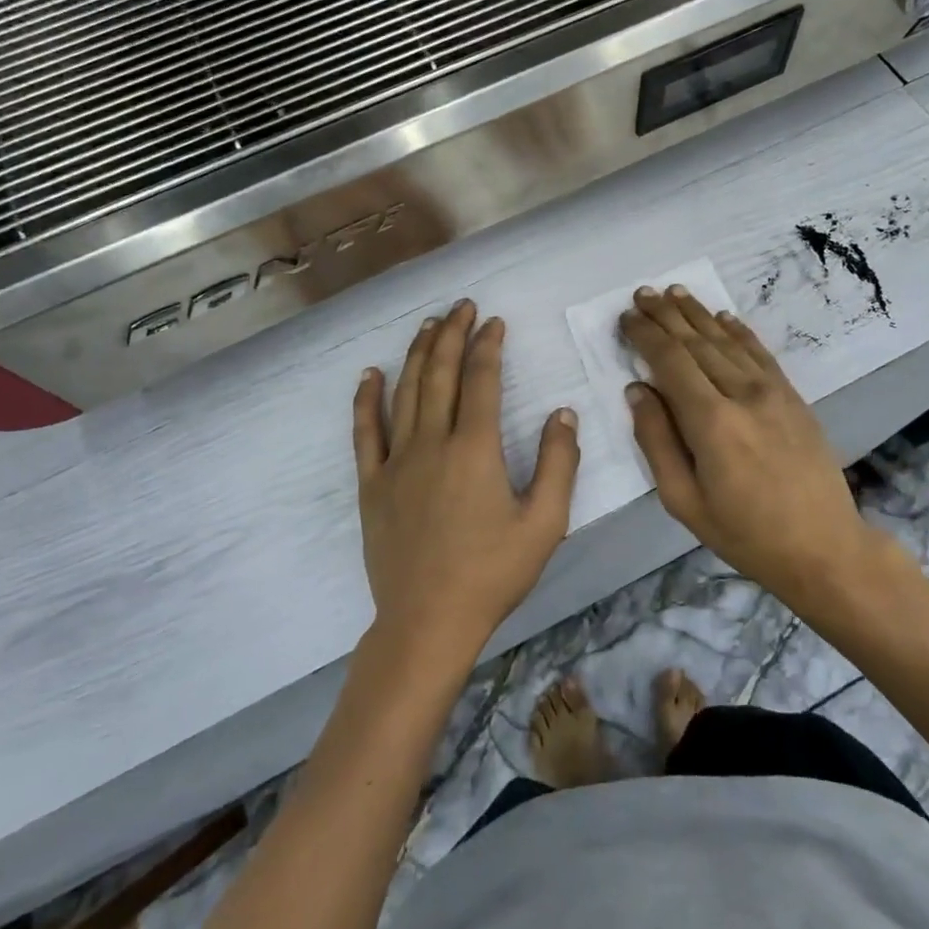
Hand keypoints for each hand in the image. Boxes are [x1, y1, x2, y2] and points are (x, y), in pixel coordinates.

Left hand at [353, 299, 580, 669]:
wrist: (427, 621)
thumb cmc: (492, 574)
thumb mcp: (544, 524)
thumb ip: (558, 463)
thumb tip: (563, 412)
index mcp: (475, 448)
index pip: (481, 380)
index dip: (488, 345)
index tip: (495, 322)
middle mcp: (432, 442)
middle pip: (441, 373)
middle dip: (453, 334)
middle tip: (462, 307)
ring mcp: (396, 461)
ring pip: (406, 391)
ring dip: (419, 354)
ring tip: (429, 325)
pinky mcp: (372, 483)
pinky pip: (366, 431)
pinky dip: (367, 398)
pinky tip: (371, 373)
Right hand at [620, 285, 915, 610]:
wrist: (824, 547)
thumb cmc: (744, 533)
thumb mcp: (683, 500)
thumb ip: (656, 440)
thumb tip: (637, 390)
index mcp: (711, 422)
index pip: (670, 361)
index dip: (645, 335)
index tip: (626, 317)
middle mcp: (742, 394)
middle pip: (697, 342)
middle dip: (666, 315)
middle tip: (642, 293)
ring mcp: (773, 392)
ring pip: (727, 341)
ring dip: (698, 313)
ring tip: (674, 292)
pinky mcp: (792, 397)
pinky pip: (760, 353)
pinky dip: (738, 331)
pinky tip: (723, 316)